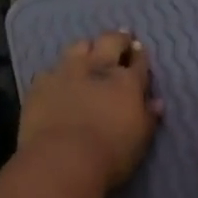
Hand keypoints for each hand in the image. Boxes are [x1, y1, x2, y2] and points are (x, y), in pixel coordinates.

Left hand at [19, 31, 162, 189]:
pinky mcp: (40, 84)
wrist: (61, 160)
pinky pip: (50, 71)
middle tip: (122, 38)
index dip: (140, 54)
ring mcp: (66, 72)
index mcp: (126, 82)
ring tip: (88, 52)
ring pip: (78, 46)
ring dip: (86, 47)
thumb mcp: (140, 141)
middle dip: (118, 38)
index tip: (139, 51)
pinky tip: (57, 80)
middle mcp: (97, 68)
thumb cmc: (110, 156)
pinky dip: (57, 73)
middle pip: (110, 40)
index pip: (138, 60)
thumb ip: (149, 118)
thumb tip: (157, 102)